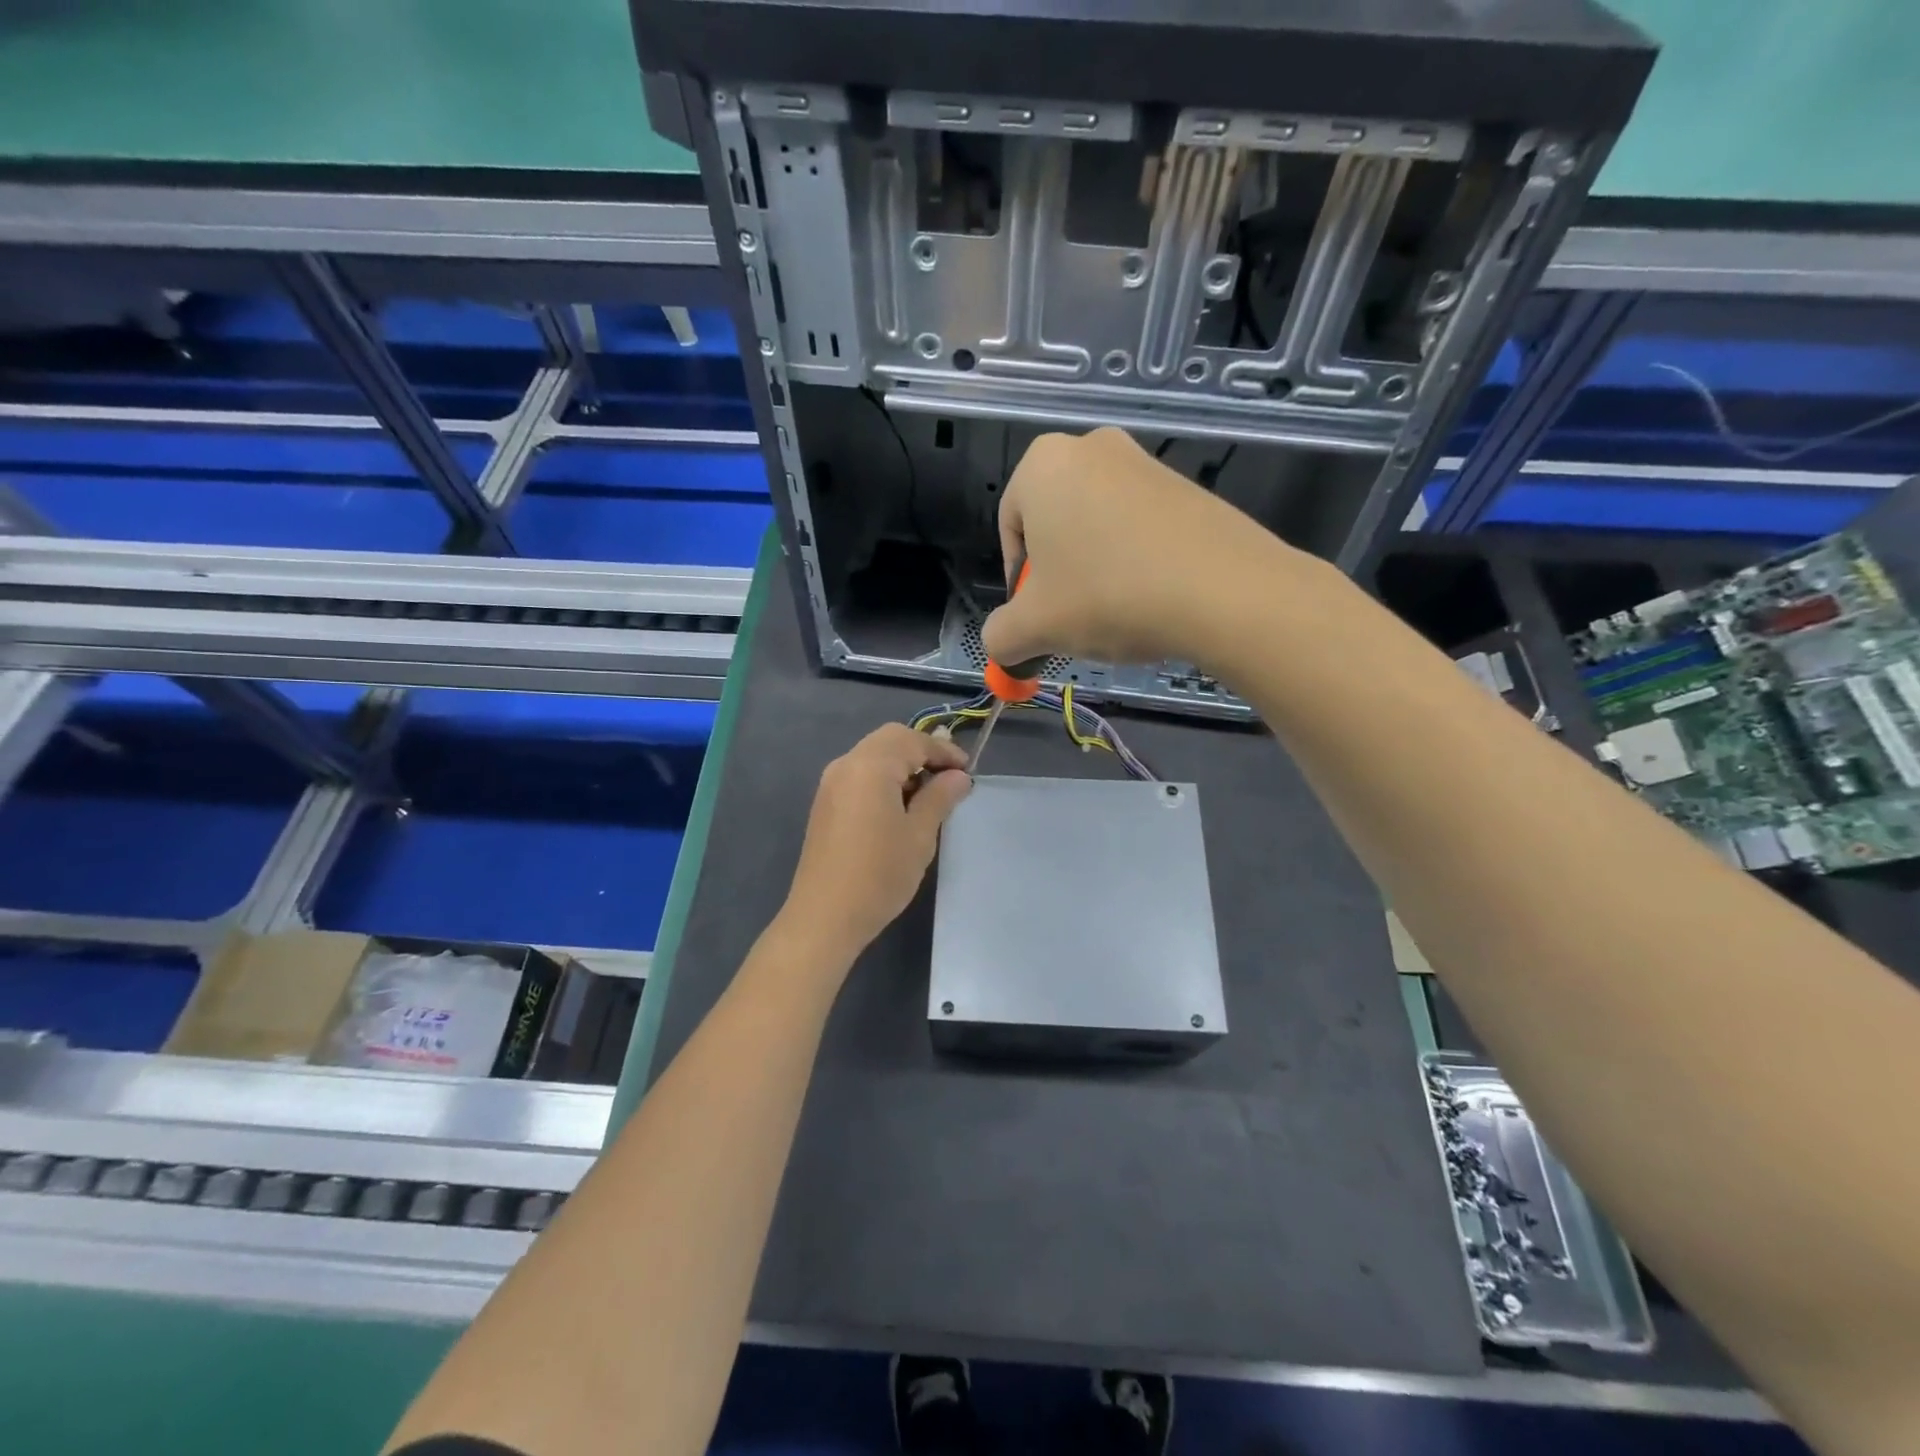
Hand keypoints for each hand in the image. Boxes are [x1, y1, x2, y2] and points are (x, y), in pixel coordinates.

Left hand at [779, 724, 971, 963]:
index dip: (944, 751)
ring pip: (873, 755)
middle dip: (922, 751)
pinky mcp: (825, 804)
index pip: (913, 739)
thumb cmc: (879, 874)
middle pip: (890, 740)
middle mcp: (846, 765)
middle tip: (950, 777)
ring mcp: (831, 784)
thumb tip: (959, 777)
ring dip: (903, 764)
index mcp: (870, 765)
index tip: (968, 772)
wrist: (825, 917)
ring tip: (929, 794)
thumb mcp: (919, 835)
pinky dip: (884, 778)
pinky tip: (900, 806)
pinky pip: (860, 774)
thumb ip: (940, 797)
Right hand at [979, 427, 1292, 670]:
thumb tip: (1001, 647)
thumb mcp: (1034, 628)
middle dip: (1058, 577)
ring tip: (1116, 613)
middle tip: (1074, 618)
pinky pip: (1139, 528)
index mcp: (1042, 464)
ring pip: (1097, 529)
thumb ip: (1000, 637)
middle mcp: (1090, 447)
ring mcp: (1143, 462)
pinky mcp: (1185, 486)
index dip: (1019, 585)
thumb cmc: (1107, 596)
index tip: (1040, 618)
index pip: (1010, 532)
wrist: (1223, 591)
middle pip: (1054, 527)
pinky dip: (1134, 562)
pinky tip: (1150, 598)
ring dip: (1095, 572)